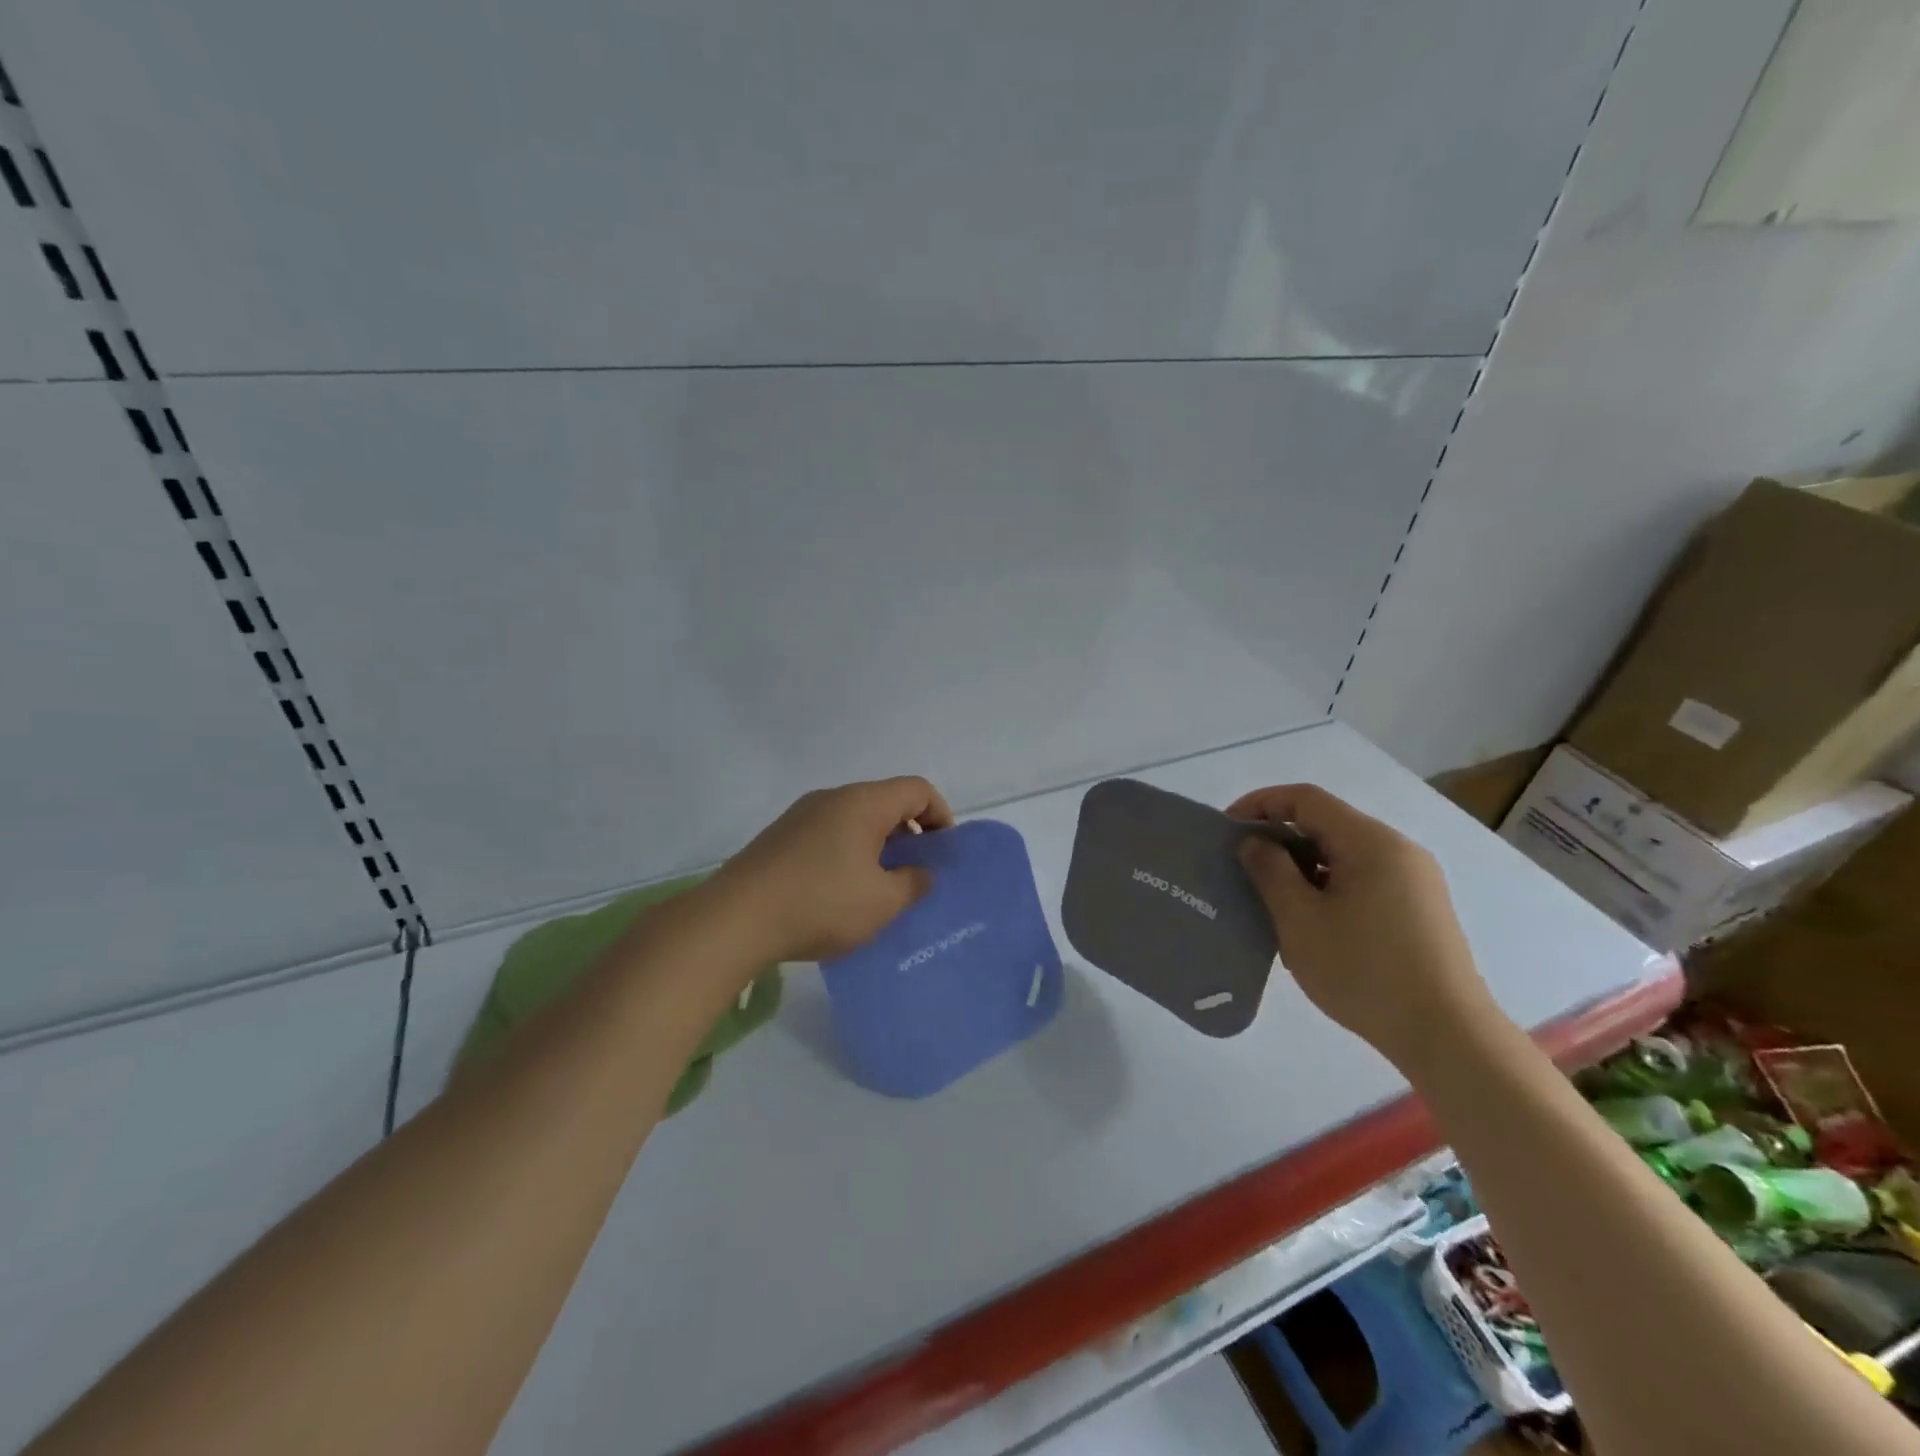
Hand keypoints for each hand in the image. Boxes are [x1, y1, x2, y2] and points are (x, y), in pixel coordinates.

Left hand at [717, 776, 954, 962]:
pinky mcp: (779, 837)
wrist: (736, 919)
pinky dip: (847, 854)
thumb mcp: (883, 902)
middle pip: (885, 801)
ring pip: (854, 820)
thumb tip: (920, 872)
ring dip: (876, 846)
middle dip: (909, 833)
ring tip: (879, 888)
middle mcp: (832, 798)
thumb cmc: (821, 903)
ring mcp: (801, 816)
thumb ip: (913, 883)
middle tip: (915, 873)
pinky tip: (840, 893)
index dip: (940, 815)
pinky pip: (828, 835)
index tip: (943, 853)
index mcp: (863, 803)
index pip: (917, 789)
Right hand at [1227, 783, 1497, 1067]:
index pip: (1305, 799)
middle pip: (1326, 824)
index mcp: (1370, 842)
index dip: (1260, 804)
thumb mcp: (1300, 919)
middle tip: (1241, 868)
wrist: (1448, 1037)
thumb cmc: (1364, 971)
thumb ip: (1270, 870)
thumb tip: (1255, 841)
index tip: (1226, 830)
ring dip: (1301, 866)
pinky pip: (1362, 880)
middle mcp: (1397, 850)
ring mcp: (1414, 881)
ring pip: (1343, 854)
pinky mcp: (1420, 910)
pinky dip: (1327, 886)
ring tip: (1269, 898)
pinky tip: (1308, 922)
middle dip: (1278, 838)